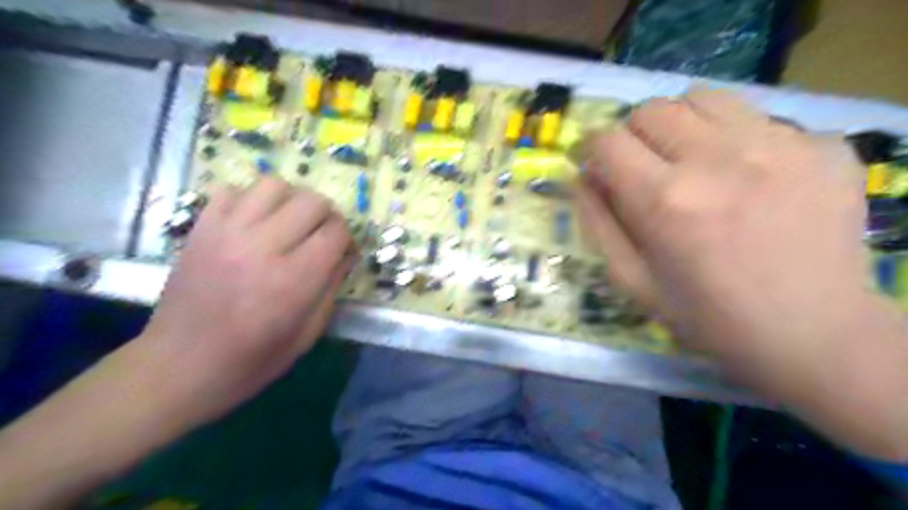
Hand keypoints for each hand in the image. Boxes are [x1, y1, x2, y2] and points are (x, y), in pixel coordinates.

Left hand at [135, 177, 351, 424]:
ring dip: (291, 200)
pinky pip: (232, 189)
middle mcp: (263, 247)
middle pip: (312, 201)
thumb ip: (332, 288)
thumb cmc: (252, 359)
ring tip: (288, 223)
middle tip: (319, 236)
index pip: (336, 231)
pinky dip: (250, 199)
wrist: (179, 366)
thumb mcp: (308, 333)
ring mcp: (227, 232)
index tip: (343, 250)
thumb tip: (345, 254)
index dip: (347, 237)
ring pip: (274, 185)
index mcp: (294, 279)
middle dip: (326, 215)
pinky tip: (253, 222)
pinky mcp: (201, 228)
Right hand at [581, 88, 906, 456]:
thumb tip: (581, 177)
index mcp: (665, 201)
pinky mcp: (823, 146)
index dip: (591, 149)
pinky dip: (734, 139)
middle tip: (642, 167)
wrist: (814, 335)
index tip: (596, 165)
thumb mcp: (632, 282)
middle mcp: (718, 160)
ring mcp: (779, 145)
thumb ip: (597, 223)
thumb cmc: (708, 317)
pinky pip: (757, 118)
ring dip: (681, 125)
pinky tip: (746, 176)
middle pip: (652, 110)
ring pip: (703, 98)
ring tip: (689, 159)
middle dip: (633, 136)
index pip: (607, 141)